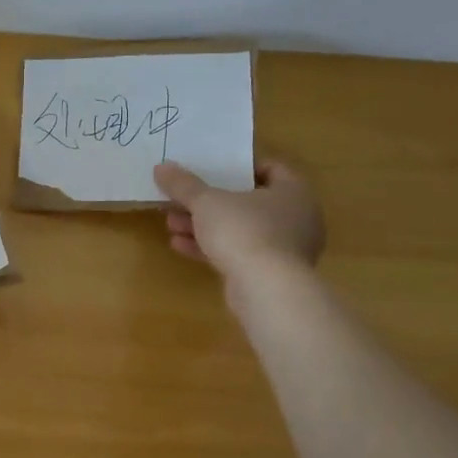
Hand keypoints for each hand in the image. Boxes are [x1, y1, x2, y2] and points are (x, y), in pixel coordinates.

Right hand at [153, 159, 325, 302]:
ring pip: (240, 230)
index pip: (270, 169)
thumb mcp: (206, 202)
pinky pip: (239, 253)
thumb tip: (161, 167)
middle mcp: (296, 218)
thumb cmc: (244, 231)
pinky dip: (212, 248)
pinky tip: (180, 246)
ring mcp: (285, 250)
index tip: (210, 169)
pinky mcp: (271, 275)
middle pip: (247, 202)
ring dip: (205, 226)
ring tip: (172, 224)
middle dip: (210, 202)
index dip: (239, 167)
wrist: (266, 290)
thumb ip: (183, 184)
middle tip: (181, 200)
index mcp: (293, 192)